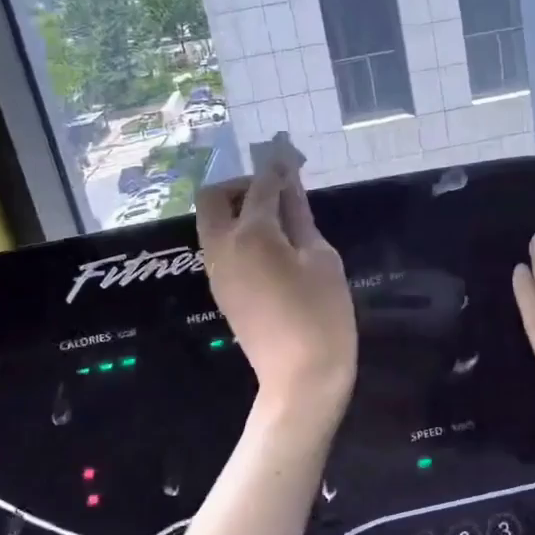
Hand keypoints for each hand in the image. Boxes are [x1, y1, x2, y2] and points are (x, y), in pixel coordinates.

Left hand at [196, 164, 355, 402]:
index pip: (261, 186)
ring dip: (237, 210)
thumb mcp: (322, 259)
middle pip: (213, 198)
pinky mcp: (220, 290)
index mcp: (251, 234)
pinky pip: (219, 246)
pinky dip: (237, 234)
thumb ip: (301, 217)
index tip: (288, 155)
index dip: (276, 167)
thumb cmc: (323, 315)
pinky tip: (270, 247)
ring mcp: (216, 270)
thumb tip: (291, 187)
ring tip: (278, 220)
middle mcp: (223, 246)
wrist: (300, 379)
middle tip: (276, 193)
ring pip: (212, 223)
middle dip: (241, 185)